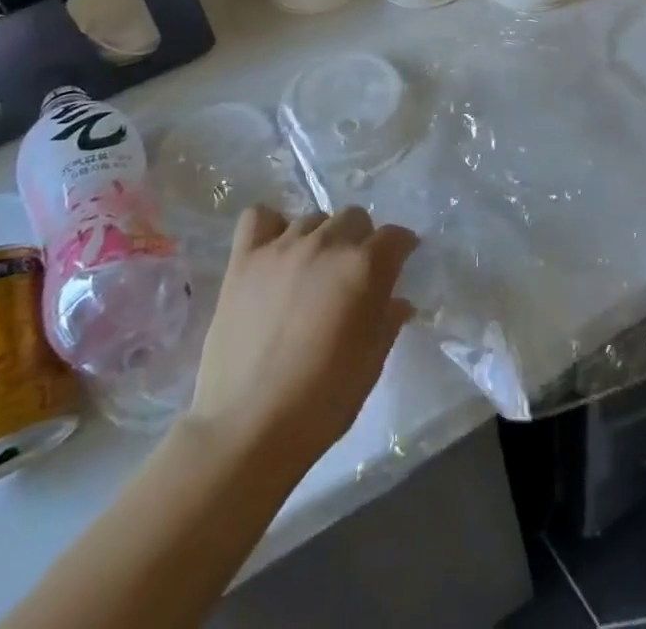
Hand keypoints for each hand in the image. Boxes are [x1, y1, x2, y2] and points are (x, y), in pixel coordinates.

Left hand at [191, 205, 418, 472]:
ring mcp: (281, 247)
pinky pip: (260, 217)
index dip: (401, 249)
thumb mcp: (370, 364)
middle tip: (353, 273)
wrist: (246, 429)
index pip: (395, 237)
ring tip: (313, 269)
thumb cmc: (320, 403)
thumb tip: (398, 301)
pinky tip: (275, 251)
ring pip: (313, 217)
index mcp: (363, 267)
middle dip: (361, 240)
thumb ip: (387, 321)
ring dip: (322, 237)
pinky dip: (271, 226)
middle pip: (354, 217)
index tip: (400, 263)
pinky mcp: (244, 259)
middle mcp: (326, 244)